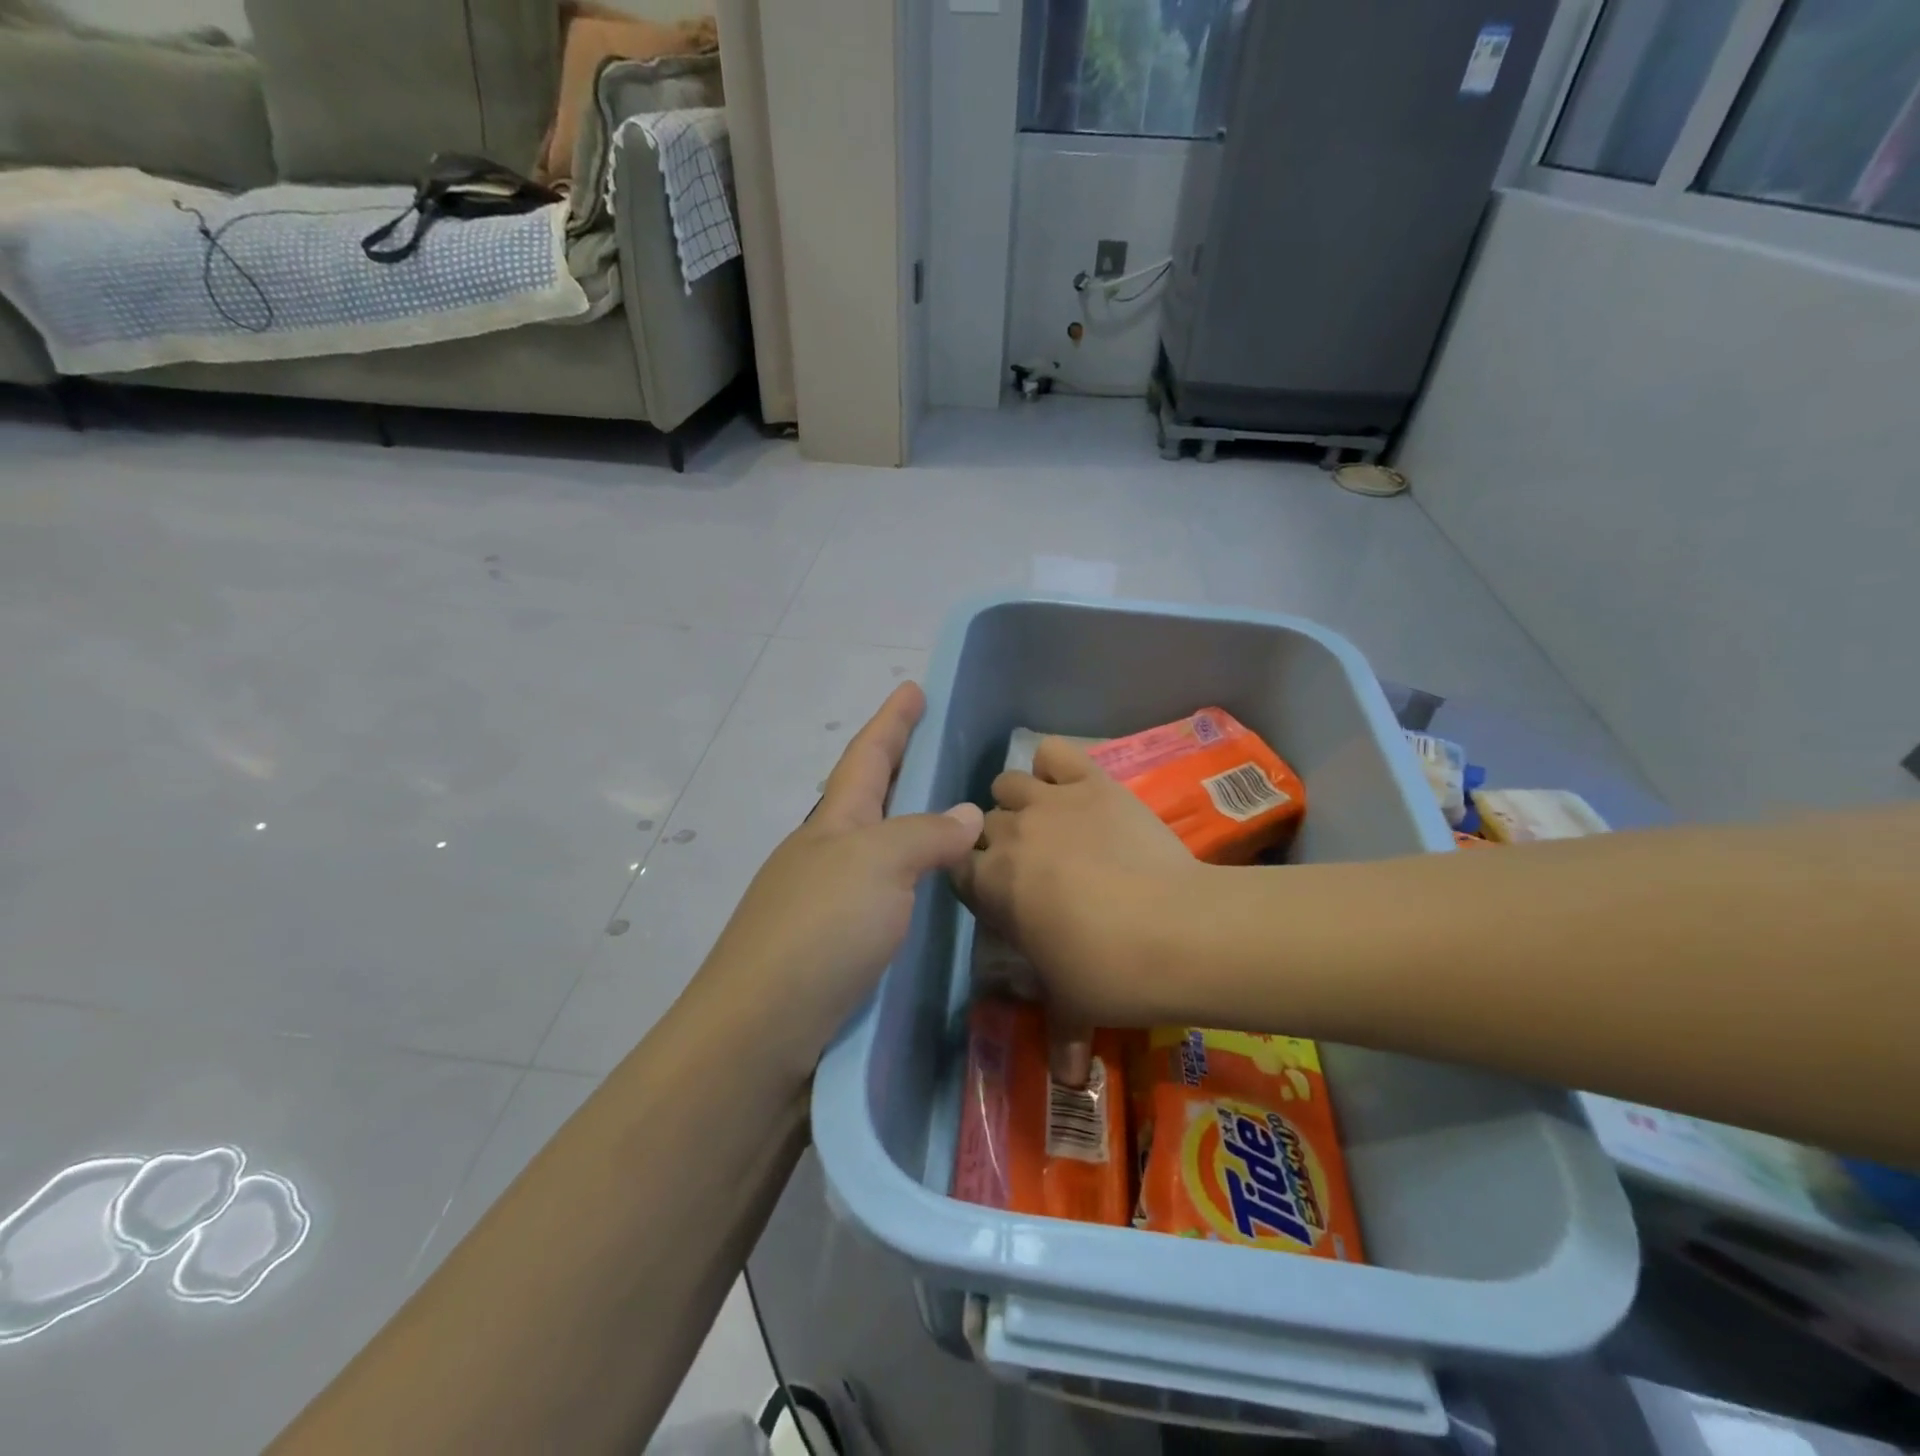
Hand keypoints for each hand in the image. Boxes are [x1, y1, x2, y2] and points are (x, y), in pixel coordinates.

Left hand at [694, 683, 983, 1078]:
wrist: (759, 1034)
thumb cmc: (819, 931)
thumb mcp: (878, 866)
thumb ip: (926, 834)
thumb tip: (968, 813)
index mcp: (833, 824)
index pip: (867, 756)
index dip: (892, 721)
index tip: (913, 686)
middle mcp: (824, 855)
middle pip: (866, 797)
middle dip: (897, 766)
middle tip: (936, 748)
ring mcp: (825, 902)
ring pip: (875, 849)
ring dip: (907, 826)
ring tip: (948, 818)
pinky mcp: (833, 949)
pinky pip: (882, 895)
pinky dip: (909, 880)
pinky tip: (930, 894)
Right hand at [954, 737, 1202, 1080]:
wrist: (1176, 931)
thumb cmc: (1110, 972)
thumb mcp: (1075, 1007)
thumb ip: (1061, 1035)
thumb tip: (1068, 1080)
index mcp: (991, 886)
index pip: (958, 870)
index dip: (975, 881)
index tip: (999, 897)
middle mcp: (1008, 836)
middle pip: (984, 826)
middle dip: (999, 844)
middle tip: (1033, 868)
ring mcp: (1049, 802)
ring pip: (1007, 784)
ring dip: (1018, 801)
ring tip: (1047, 823)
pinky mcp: (1090, 781)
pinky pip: (1054, 753)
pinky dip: (1055, 765)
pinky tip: (1069, 785)